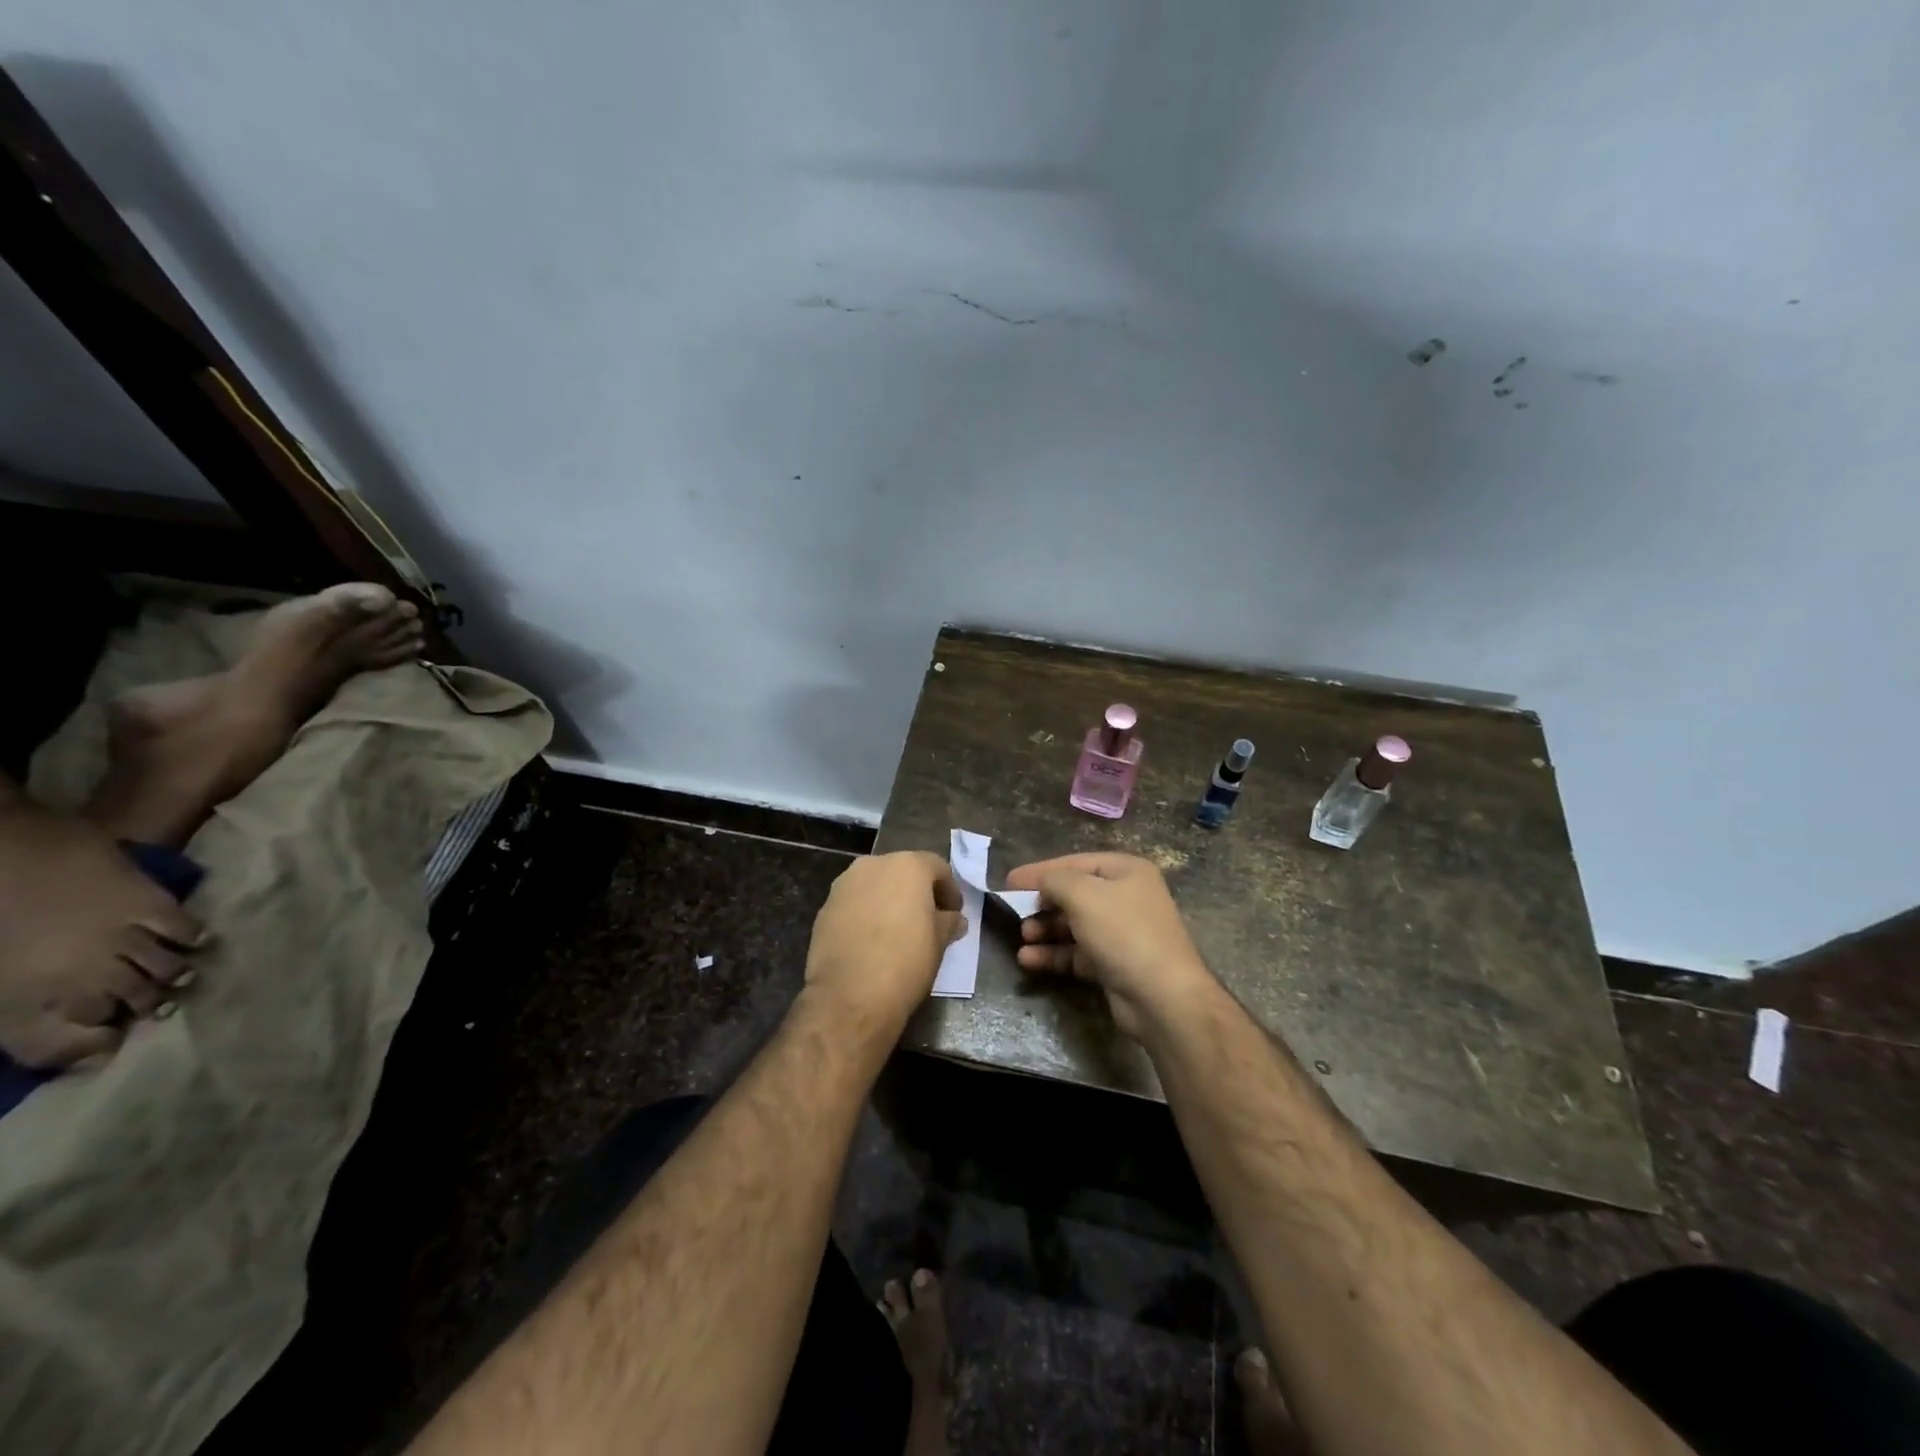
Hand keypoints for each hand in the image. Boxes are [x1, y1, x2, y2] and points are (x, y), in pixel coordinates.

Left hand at [0, 797, 204, 1068]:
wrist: (3, 846)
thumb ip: (21, 999)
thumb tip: (70, 1025)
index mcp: (26, 992)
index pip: (69, 1037)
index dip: (95, 1047)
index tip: (113, 1046)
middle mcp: (80, 972)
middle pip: (130, 1001)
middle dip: (148, 1008)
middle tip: (162, 1009)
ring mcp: (120, 936)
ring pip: (163, 969)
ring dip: (176, 977)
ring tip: (186, 978)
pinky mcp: (149, 905)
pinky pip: (181, 929)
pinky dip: (192, 938)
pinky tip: (198, 940)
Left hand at [803, 851, 965, 1031]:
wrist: (850, 995)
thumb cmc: (906, 961)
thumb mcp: (939, 942)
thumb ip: (948, 923)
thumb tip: (954, 919)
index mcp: (907, 866)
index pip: (937, 868)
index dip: (950, 890)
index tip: (955, 914)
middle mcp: (873, 865)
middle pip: (903, 871)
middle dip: (917, 892)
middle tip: (928, 919)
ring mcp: (844, 885)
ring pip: (875, 886)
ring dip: (888, 901)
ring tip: (898, 930)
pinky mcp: (824, 908)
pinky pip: (854, 904)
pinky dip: (866, 914)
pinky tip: (872, 941)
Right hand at [1004, 853, 1215, 1038]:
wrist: (1162, 997)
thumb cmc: (1123, 932)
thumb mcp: (1083, 894)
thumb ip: (1054, 880)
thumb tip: (1040, 882)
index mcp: (1126, 871)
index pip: (1075, 862)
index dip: (1040, 871)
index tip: (1009, 881)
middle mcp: (1126, 898)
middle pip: (1074, 894)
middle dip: (1043, 904)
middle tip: (1016, 912)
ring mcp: (1121, 933)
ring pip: (1073, 925)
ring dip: (1045, 930)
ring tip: (1023, 938)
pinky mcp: (1114, 965)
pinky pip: (1077, 953)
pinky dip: (1054, 954)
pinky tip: (1029, 959)